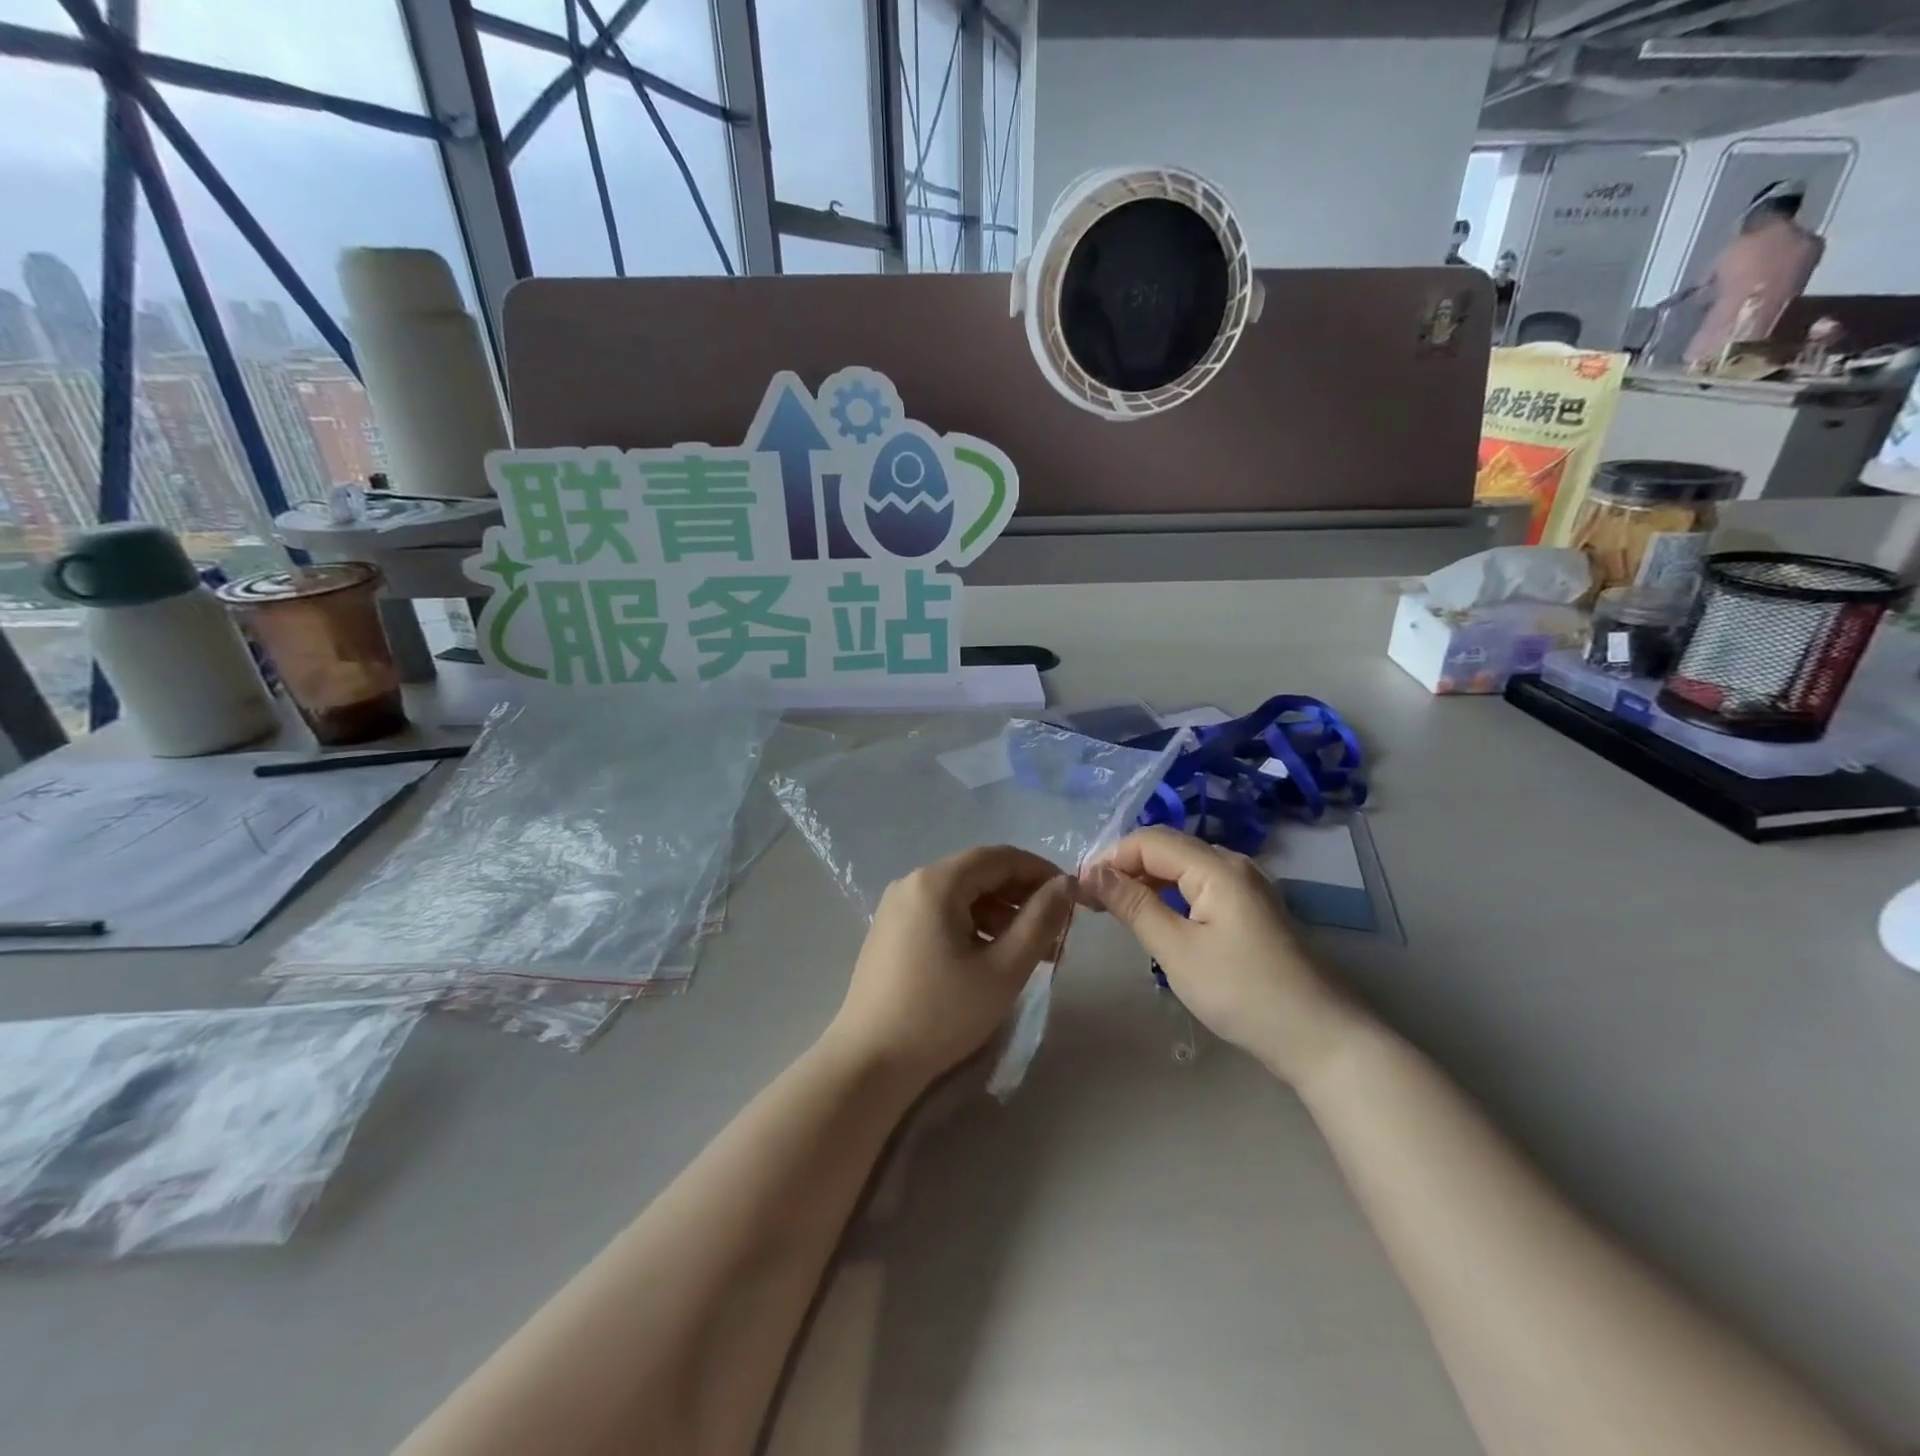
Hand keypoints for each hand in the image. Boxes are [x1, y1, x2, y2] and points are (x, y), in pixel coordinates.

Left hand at [826, 845, 1075, 1089]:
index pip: (998, 857)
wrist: (869, 1062)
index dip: (1039, 871)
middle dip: (1021, 897)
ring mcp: (897, 908)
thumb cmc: (941, 1014)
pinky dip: (973, 927)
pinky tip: (993, 958)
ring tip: (1032, 952)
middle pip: (978, 875)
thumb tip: (1065, 884)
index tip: (1071, 896)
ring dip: (1000, 915)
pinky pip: (941, 914)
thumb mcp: (1003, 970)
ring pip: (961, 896)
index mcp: (936, 883)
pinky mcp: (891, 932)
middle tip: (1057, 930)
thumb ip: (1040, 921)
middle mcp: (912, 883)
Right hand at [1082, 827, 1359, 1086]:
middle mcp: (1234, 864)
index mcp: (1217, 867)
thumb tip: (1092, 872)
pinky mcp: (1252, 908)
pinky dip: (1171, 894)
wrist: (1321, 1038)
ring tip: (1115, 909)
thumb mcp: (1178, 951)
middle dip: (1125, 866)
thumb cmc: (1243, 992)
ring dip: (1146, 880)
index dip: (1110, 857)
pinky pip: (1201, 885)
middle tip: (1092, 901)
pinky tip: (1156, 917)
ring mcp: (1247, 886)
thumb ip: (1134, 905)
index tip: (1079, 889)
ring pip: (1183, 866)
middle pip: (1167, 848)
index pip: (1149, 840)